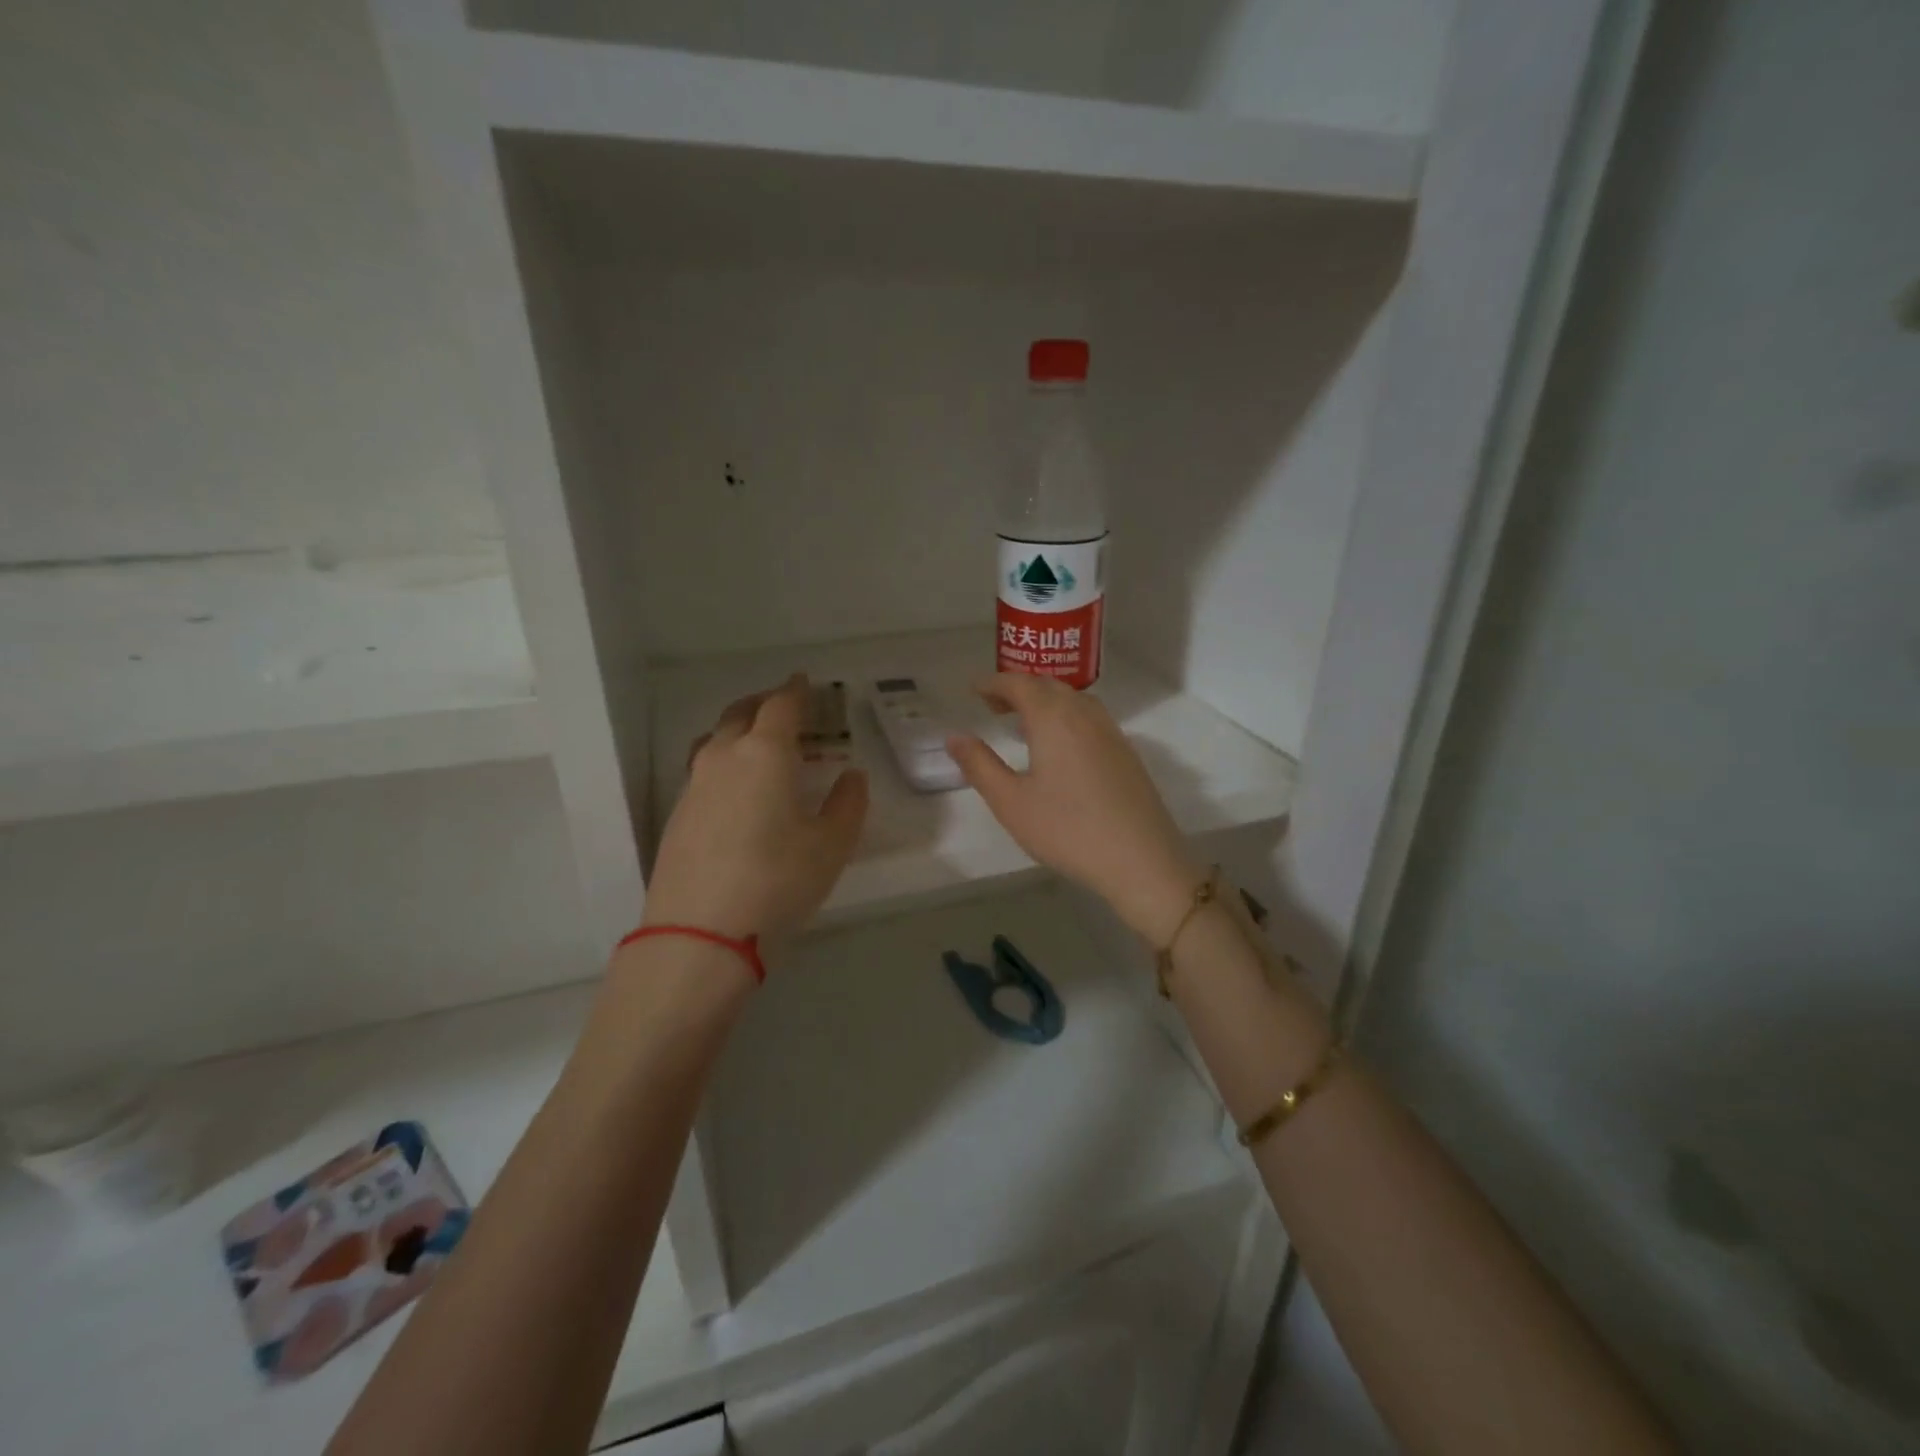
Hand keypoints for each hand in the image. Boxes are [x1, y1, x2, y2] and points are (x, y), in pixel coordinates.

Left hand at [643, 675, 867, 945]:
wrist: (700, 934)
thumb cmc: (778, 881)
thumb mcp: (831, 846)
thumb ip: (848, 805)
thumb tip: (852, 776)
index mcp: (765, 753)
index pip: (780, 706)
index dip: (795, 691)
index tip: (804, 681)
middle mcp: (724, 758)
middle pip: (740, 714)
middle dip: (763, 703)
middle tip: (783, 705)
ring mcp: (694, 786)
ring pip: (715, 740)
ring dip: (738, 730)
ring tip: (756, 743)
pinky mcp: (678, 816)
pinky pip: (703, 770)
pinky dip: (723, 762)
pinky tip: (736, 789)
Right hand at [946, 674, 1202, 942]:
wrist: (1141, 859)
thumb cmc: (1067, 829)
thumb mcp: (1011, 802)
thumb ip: (979, 765)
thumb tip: (954, 736)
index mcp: (1053, 717)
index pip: (1019, 684)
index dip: (994, 682)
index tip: (974, 689)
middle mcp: (1084, 714)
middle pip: (1048, 685)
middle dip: (1019, 688)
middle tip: (994, 705)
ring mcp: (1111, 732)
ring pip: (1074, 699)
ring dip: (1045, 700)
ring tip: (1023, 722)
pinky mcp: (1126, 753)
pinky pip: (1090, 717)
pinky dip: (1067, 716)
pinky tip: (1060, 745)